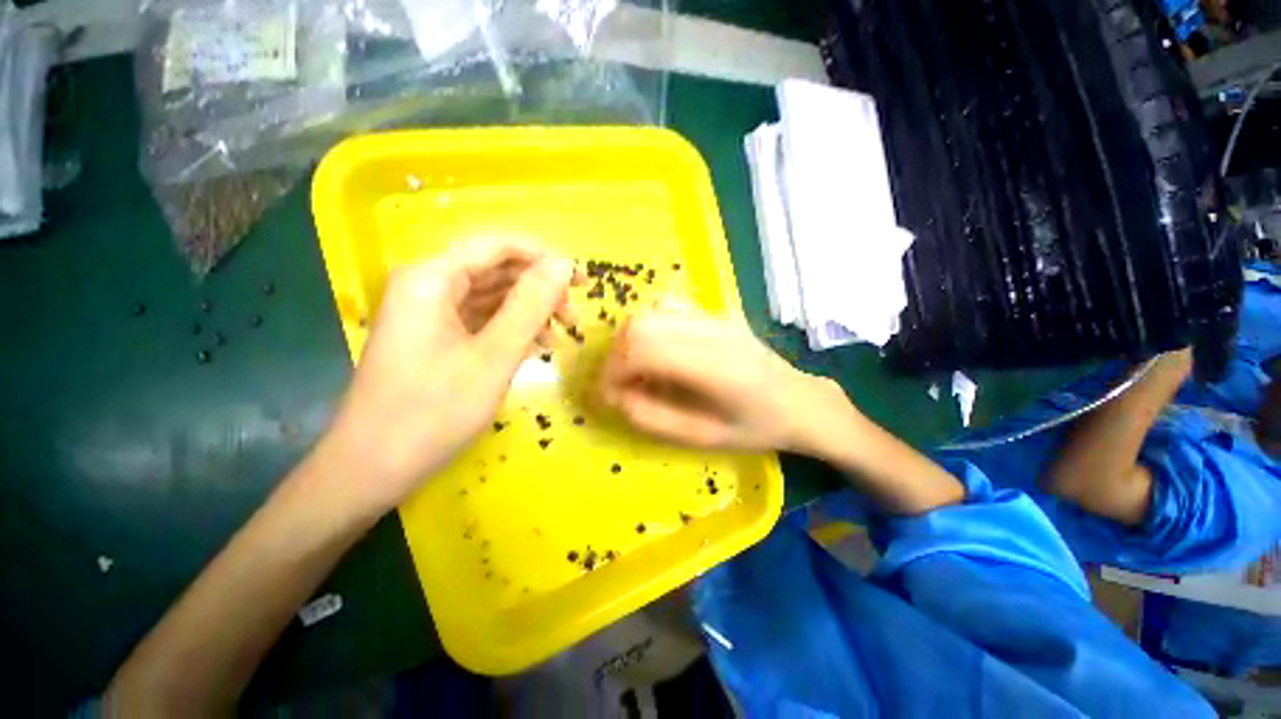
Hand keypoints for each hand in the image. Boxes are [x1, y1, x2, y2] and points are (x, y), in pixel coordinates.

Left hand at [325, 239, 575, 509]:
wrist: (373, 468)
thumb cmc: (433, 411)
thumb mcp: (493, 356)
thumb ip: (530, 305)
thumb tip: (563, 264)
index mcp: (432, 278)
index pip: (497, 245)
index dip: (545, 257)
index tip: (582, 281)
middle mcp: (427, 286)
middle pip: (496, 269)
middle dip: (540, 287)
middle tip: (574, 314)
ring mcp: (430, 313)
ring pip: (492, 296)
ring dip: (530, 311)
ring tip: (562, 334)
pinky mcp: (436, 337)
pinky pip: (482, 320)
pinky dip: (512, 329)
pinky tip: (536, 347)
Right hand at [598, 305, 822, 450]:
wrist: (799, 400)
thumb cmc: (755, 427)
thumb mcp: (703, 437)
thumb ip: (653, 418)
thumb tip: (616, 397)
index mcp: (711, 366)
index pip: (642, 348)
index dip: (614, 371)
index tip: (610, 395)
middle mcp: (710, 331)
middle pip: (640, 325)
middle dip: (617, 356)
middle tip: (621, 384)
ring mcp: (714, 317)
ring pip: (650, 313)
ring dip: (631, 341)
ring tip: (638, 370)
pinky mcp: (715, 313)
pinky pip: (667, 309)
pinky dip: (650, 329)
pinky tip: (659, 351)